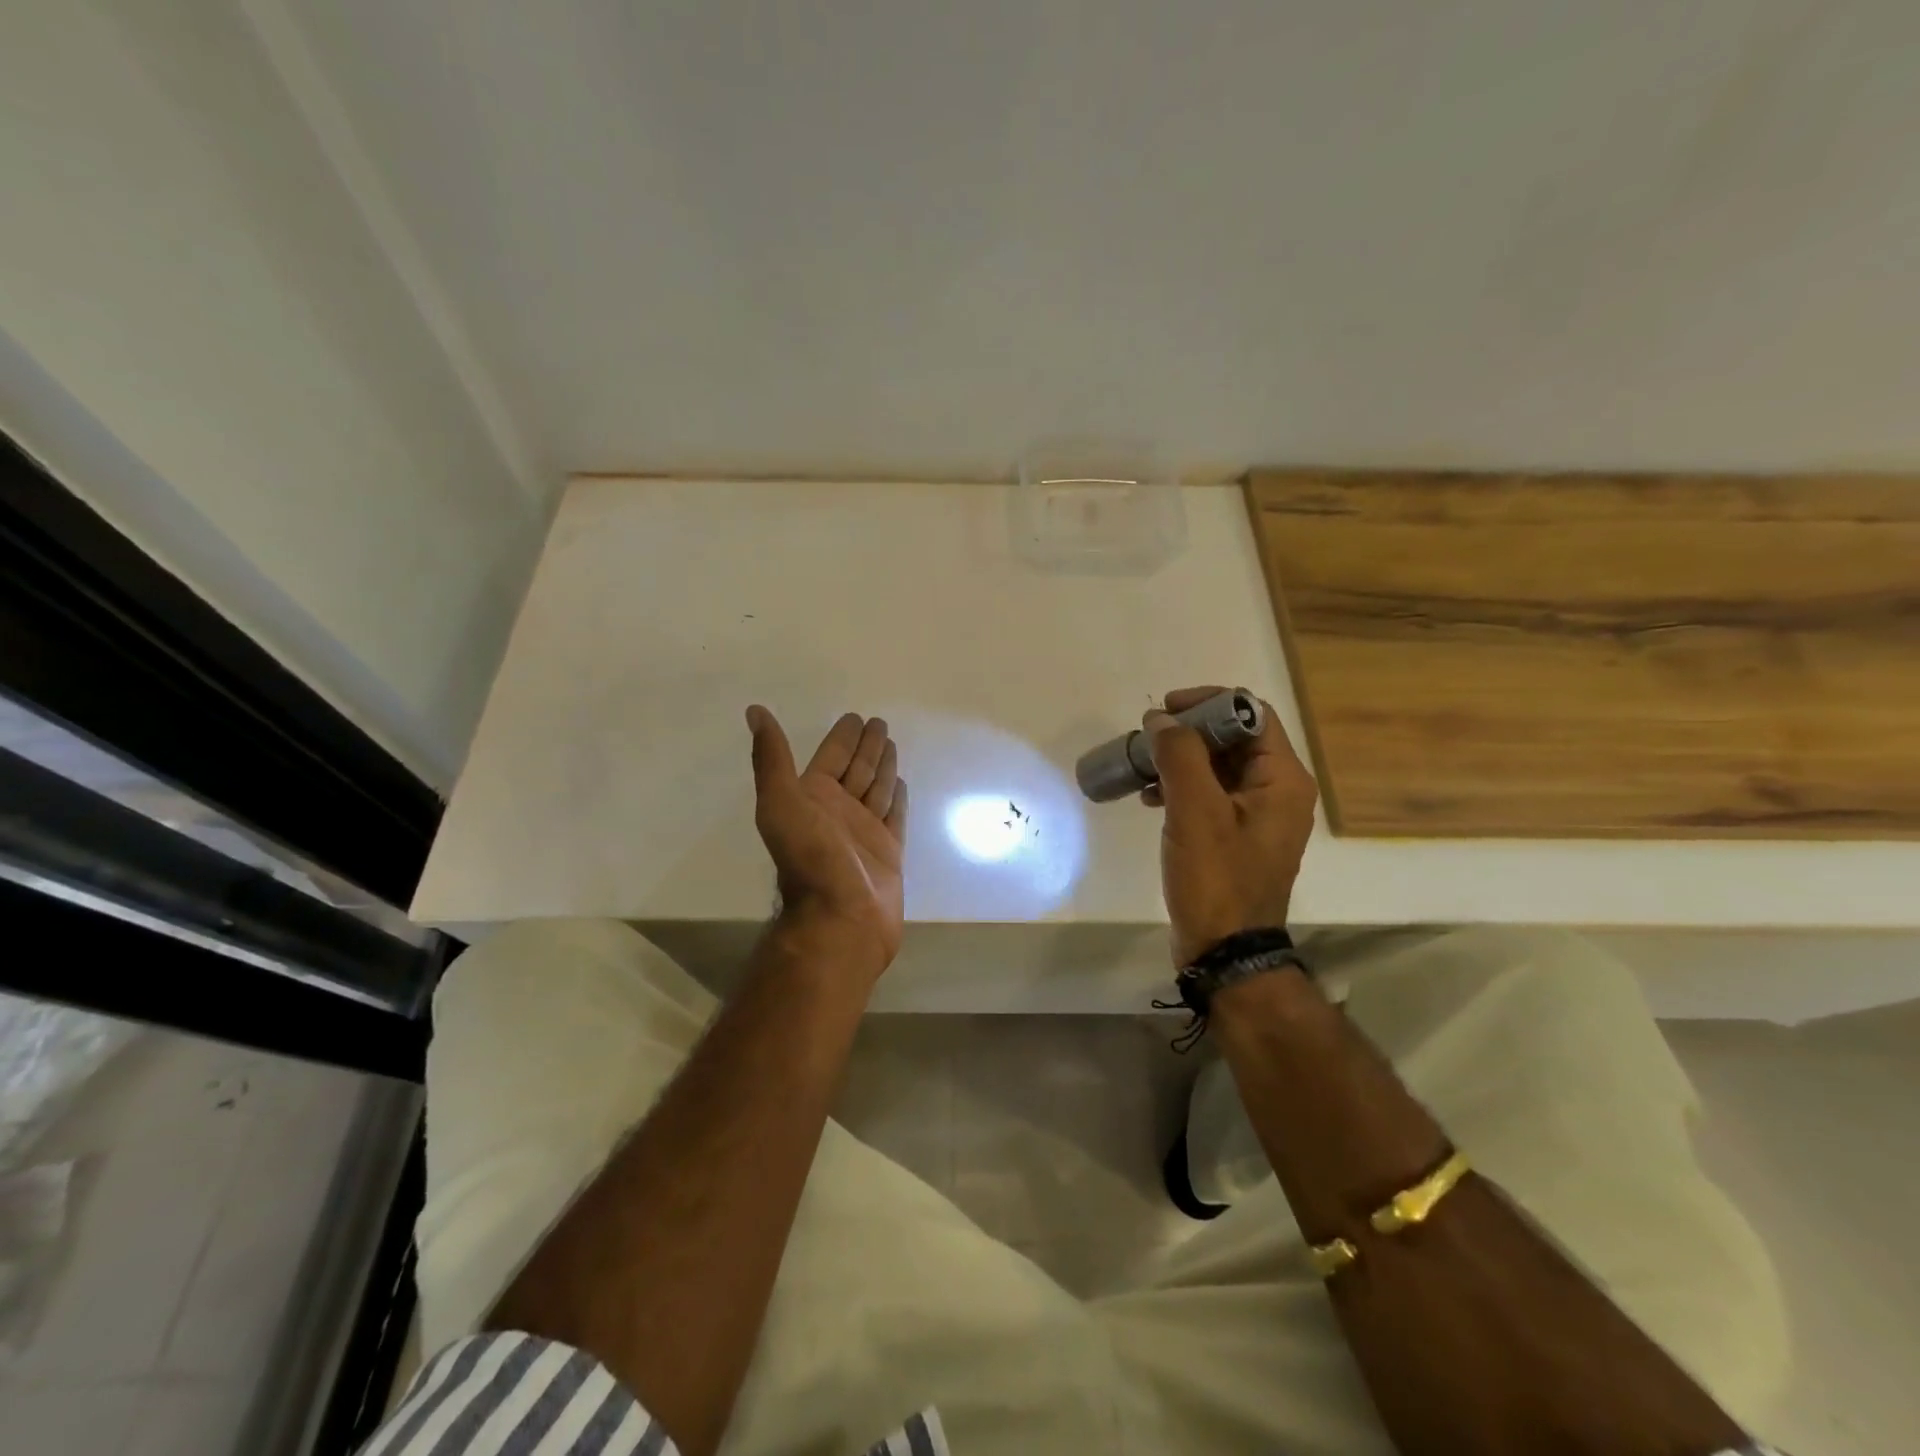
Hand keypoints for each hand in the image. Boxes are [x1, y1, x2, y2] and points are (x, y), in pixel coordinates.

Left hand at [746, 706, 908, 973]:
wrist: (841, 917)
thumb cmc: (810, 858)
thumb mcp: (781, 802)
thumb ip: (771, 758)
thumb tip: (754, 711)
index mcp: (812, 797)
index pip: (830, 757)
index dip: (842, 737)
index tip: (855, 717)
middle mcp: (837, 811)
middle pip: (856, 769)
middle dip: (866, 746)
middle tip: (879, 723)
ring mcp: (864, 831)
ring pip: (876, 788)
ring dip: (883, 766)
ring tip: (892, 744)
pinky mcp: (888, 850)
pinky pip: (894, 815)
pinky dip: (897, 798)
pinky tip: (901, 782)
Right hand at [1141, 686, 1318, 966]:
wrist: (1225, 952)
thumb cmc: (1216, 880)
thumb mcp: (1195, 812)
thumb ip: (1180, 756)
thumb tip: (1161, 719)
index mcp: (1282, 780)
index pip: (1252, 714)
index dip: (1208, 703)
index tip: (1165, 709)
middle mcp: (1277, 791)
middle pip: (1233, 738)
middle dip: (1187, 733)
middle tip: (1147, 739)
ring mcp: (1256, 816)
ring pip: (1217, 766)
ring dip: (1179, 760)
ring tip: (1141, 768)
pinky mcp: (1235, 836)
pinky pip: (1209, 795)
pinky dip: (1180, 787)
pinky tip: (1149, 797)